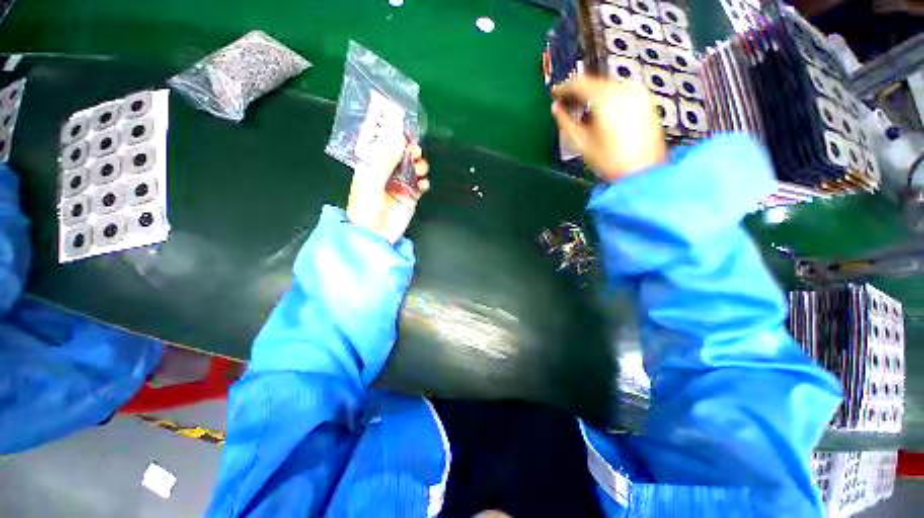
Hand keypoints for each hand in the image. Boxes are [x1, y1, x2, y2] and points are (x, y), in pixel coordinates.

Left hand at [346, 134, 429, 243]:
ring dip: (419, 166)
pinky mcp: (410, 197)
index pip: (383, 144)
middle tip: (415, 153)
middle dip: (410, 151)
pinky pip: (420, 184)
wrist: (375, 237)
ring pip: (413, 168)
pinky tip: (422, 185)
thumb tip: (397, 136)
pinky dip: (424, 182)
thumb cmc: (366, 209)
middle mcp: (386, 173)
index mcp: (371, 165)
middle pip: (401, 155)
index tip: (405, 132)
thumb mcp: (371, 181)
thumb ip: (384, 159)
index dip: (394, 136)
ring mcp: (399, 185)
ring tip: (420, 172)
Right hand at [552, 77, 666, 180]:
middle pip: (594, 81)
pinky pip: (620, 91)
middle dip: (577, 90)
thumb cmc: (610, 161)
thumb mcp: (581, 143)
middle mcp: (624, 90)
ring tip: (580, 108)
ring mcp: (637, 94)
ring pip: (607, 85)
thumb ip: (565, 122)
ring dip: (591, 93)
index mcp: (607, 99)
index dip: (563, 88)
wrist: (642, 172)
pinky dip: (605, 97)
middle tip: (565, 102)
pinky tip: (598, 111)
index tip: (554, 94)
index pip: (580, 84)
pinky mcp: (644, 101)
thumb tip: (556, 109)